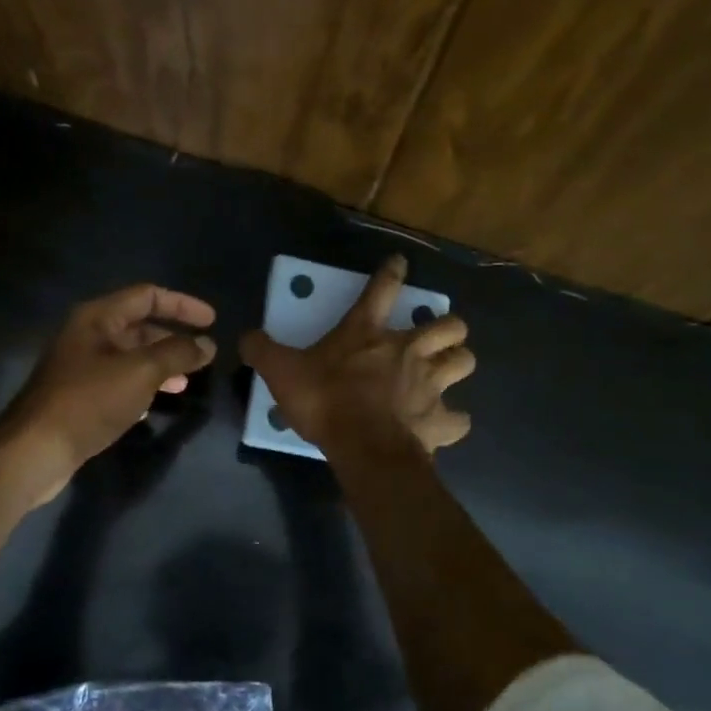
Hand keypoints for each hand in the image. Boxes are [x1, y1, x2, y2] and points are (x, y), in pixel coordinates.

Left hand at [0, 284, 217, 505]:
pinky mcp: (78, 396)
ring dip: (160, 366)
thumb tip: (207, 344)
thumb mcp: (141, 372)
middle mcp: (87, 336)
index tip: (212, 321)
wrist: (36, 449)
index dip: (182, 305)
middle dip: (173, 339)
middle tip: (202, 357)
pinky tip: (154, 406)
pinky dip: (141, 388)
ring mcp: (80, 367)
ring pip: (130, 357)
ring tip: (185, 383)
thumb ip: (177, 354)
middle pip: (139, 326)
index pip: (147, 296)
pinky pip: (118, 382)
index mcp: (97, 318)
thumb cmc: (89, 401)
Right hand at [240, 254, 473, 457]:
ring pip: (465, 361)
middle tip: (437, 337)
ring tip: (447, 371)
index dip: (392, 272)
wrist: (363, 447)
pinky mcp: (441, 420)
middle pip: (449, 326)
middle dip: (449, 328)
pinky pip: (459, 419)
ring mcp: (430, 385)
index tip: (400, 263)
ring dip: (458, 363)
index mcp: (368, 334)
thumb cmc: (325, 402)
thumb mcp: (281, 373)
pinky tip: (444, 423)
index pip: (383, 289)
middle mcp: (408, 351)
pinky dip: (453, 420)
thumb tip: (246, 336)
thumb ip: (262, 350)